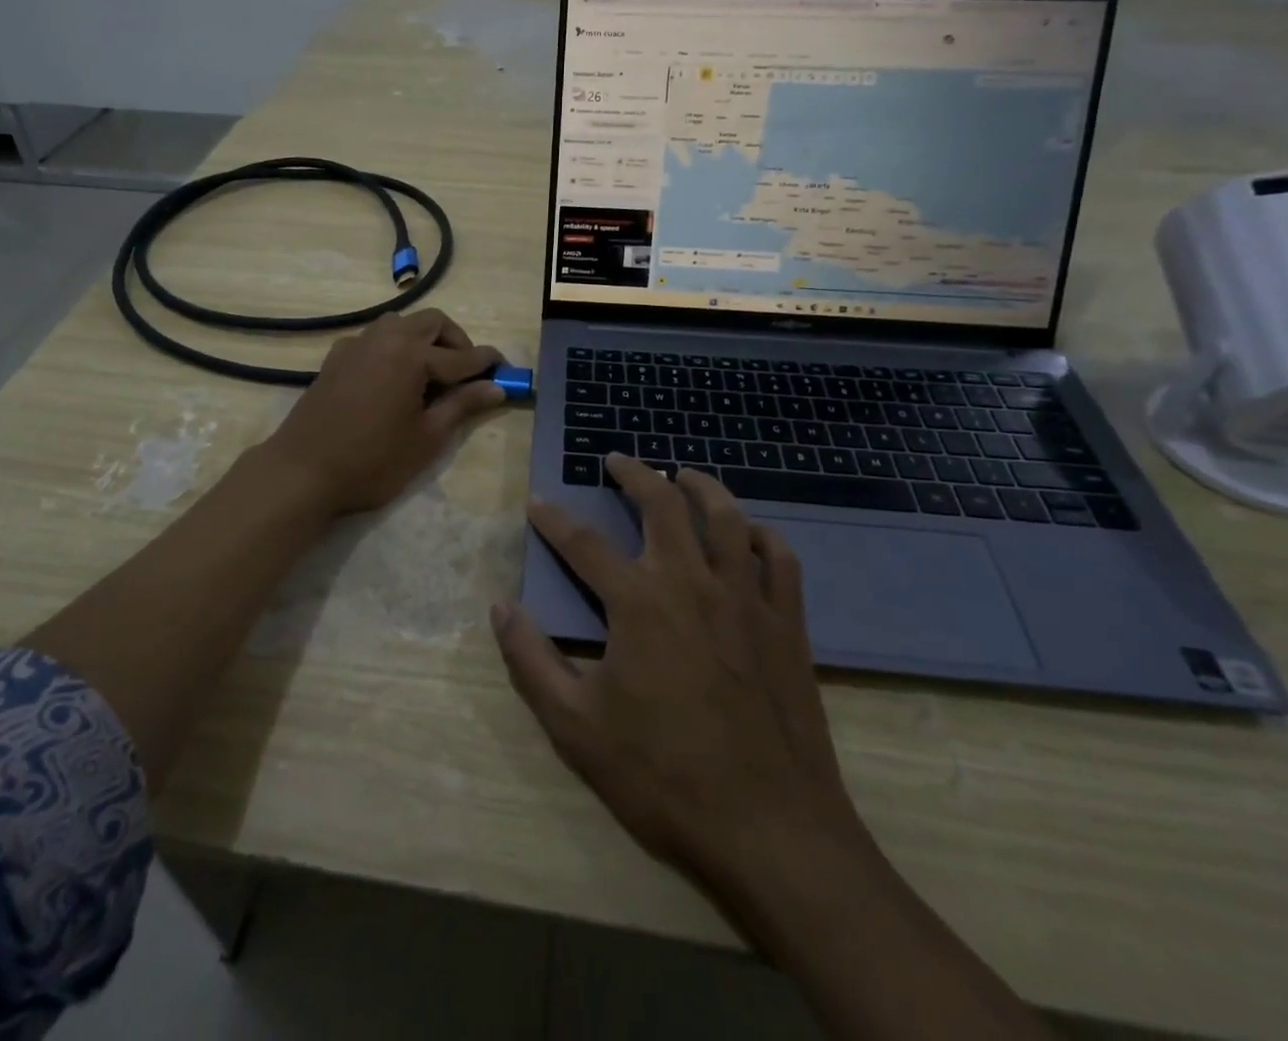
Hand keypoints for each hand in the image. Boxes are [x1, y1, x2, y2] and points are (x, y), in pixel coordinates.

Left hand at [260, 308, 506, 514]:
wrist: (302, 473)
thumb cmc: (372, 461)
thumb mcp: (427, 438)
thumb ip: (462, 406)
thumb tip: (496, 387)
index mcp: (411, 355)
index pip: (461, 356)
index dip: (487, 362)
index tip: (505, 367)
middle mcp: (384, 338)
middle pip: (431, 322)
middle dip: (455, 341)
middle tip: (466, 373)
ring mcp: (356, 345)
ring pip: (400, 324)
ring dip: (423, 339)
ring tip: (430, 374)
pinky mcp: (335, 358)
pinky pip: (374, 338)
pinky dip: (393, 347)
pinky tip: (393, 378)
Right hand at [492, 455, 866, 886]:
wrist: (769, 829)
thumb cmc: (663, 776)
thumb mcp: (575, 727)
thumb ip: (531, 660)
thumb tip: (500, 607)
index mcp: (638, 602)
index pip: (583, 543)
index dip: (554, 519)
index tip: (537, 503)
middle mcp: (691, 582)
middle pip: (662, 504)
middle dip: (635, 474)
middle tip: (617, 460)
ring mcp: (746, 598)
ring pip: (727, 517)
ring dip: (702, 486)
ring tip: (683, 474)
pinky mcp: (787, 622)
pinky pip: (779, 558)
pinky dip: (761, 535)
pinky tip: (750, 532)